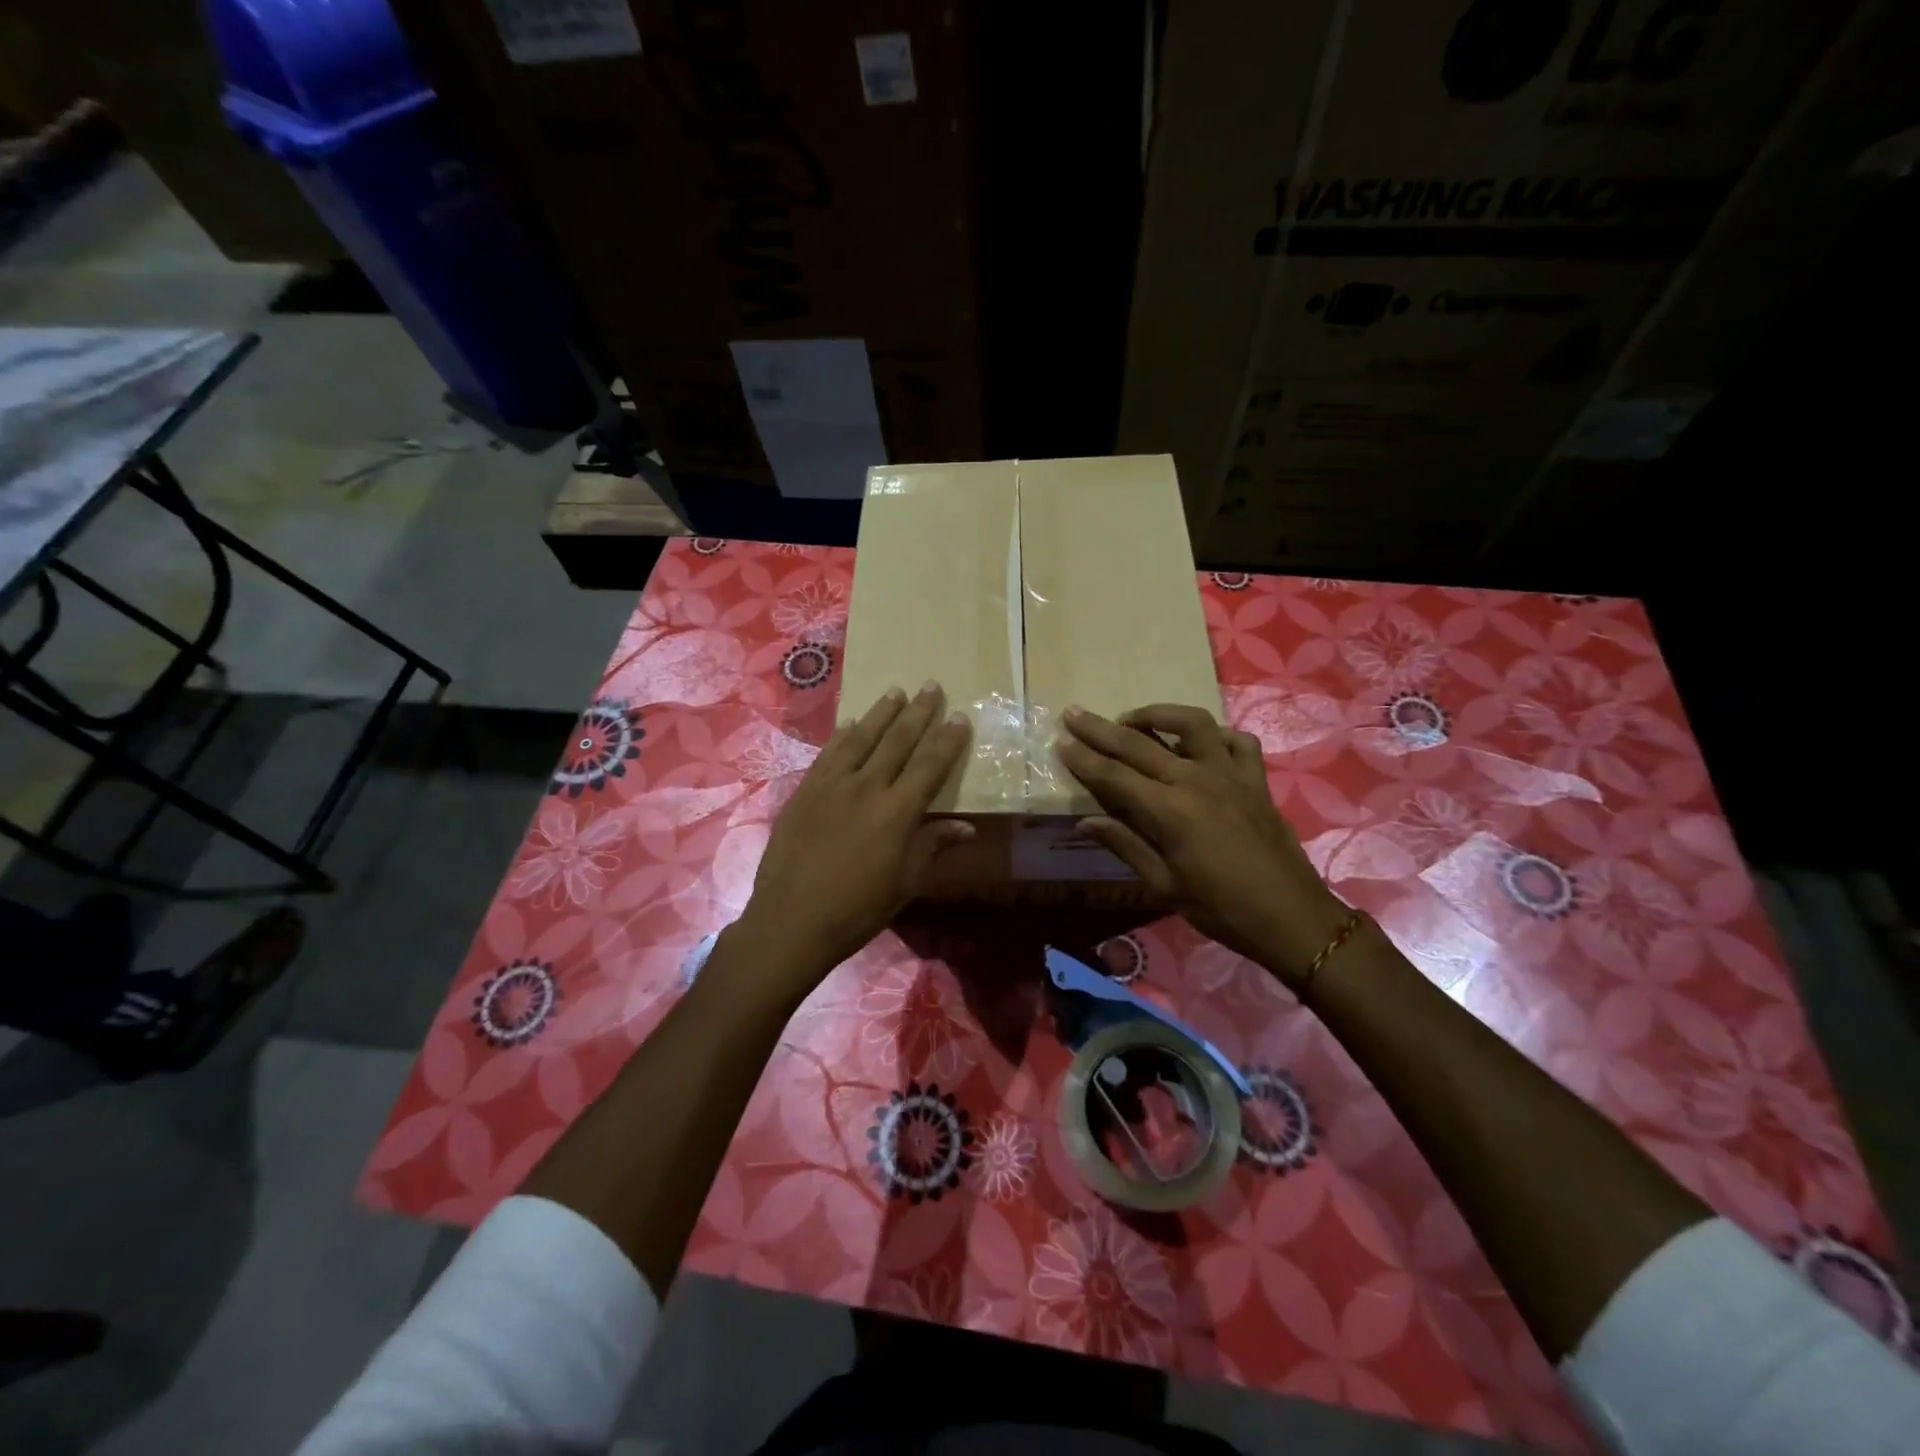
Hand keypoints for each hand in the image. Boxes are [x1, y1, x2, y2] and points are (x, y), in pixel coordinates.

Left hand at [733, 683, 974, 1003]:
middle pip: (897, 740)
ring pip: (861, 738)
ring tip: (895, 692)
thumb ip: (932, 846)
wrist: (791, 920)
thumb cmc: (857, 909)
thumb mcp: (904, 883)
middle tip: (931, 686)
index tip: (959, 717)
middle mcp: (867, 787)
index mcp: (897, 812)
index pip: (930, 765)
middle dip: (918, 712)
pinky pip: (828, 754)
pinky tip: (849, 724)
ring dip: (881, 713)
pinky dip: (842, 735)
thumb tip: (966, 827)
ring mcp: (831, 785)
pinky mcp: (805, 791)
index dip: (947, 740)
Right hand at [1056, 704, 1348, 987]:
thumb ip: (1125, 845)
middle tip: (1074, 714)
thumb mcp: (1165, 885)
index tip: (1060, 741)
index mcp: (1170, 811)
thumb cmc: (1221, 909)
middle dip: (1101, 728)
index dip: (1083, 758)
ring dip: (1158, 714)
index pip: (1114, 776)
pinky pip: (1238, 741)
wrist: (1291, 917)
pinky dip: (1217, 735)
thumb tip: (1086, 821)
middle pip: (1139, 744)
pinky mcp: (1256, 780)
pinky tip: (1201, 743)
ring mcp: (1230, 774)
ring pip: (1192, 724)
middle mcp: (1197, 780)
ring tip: (1134, 719)